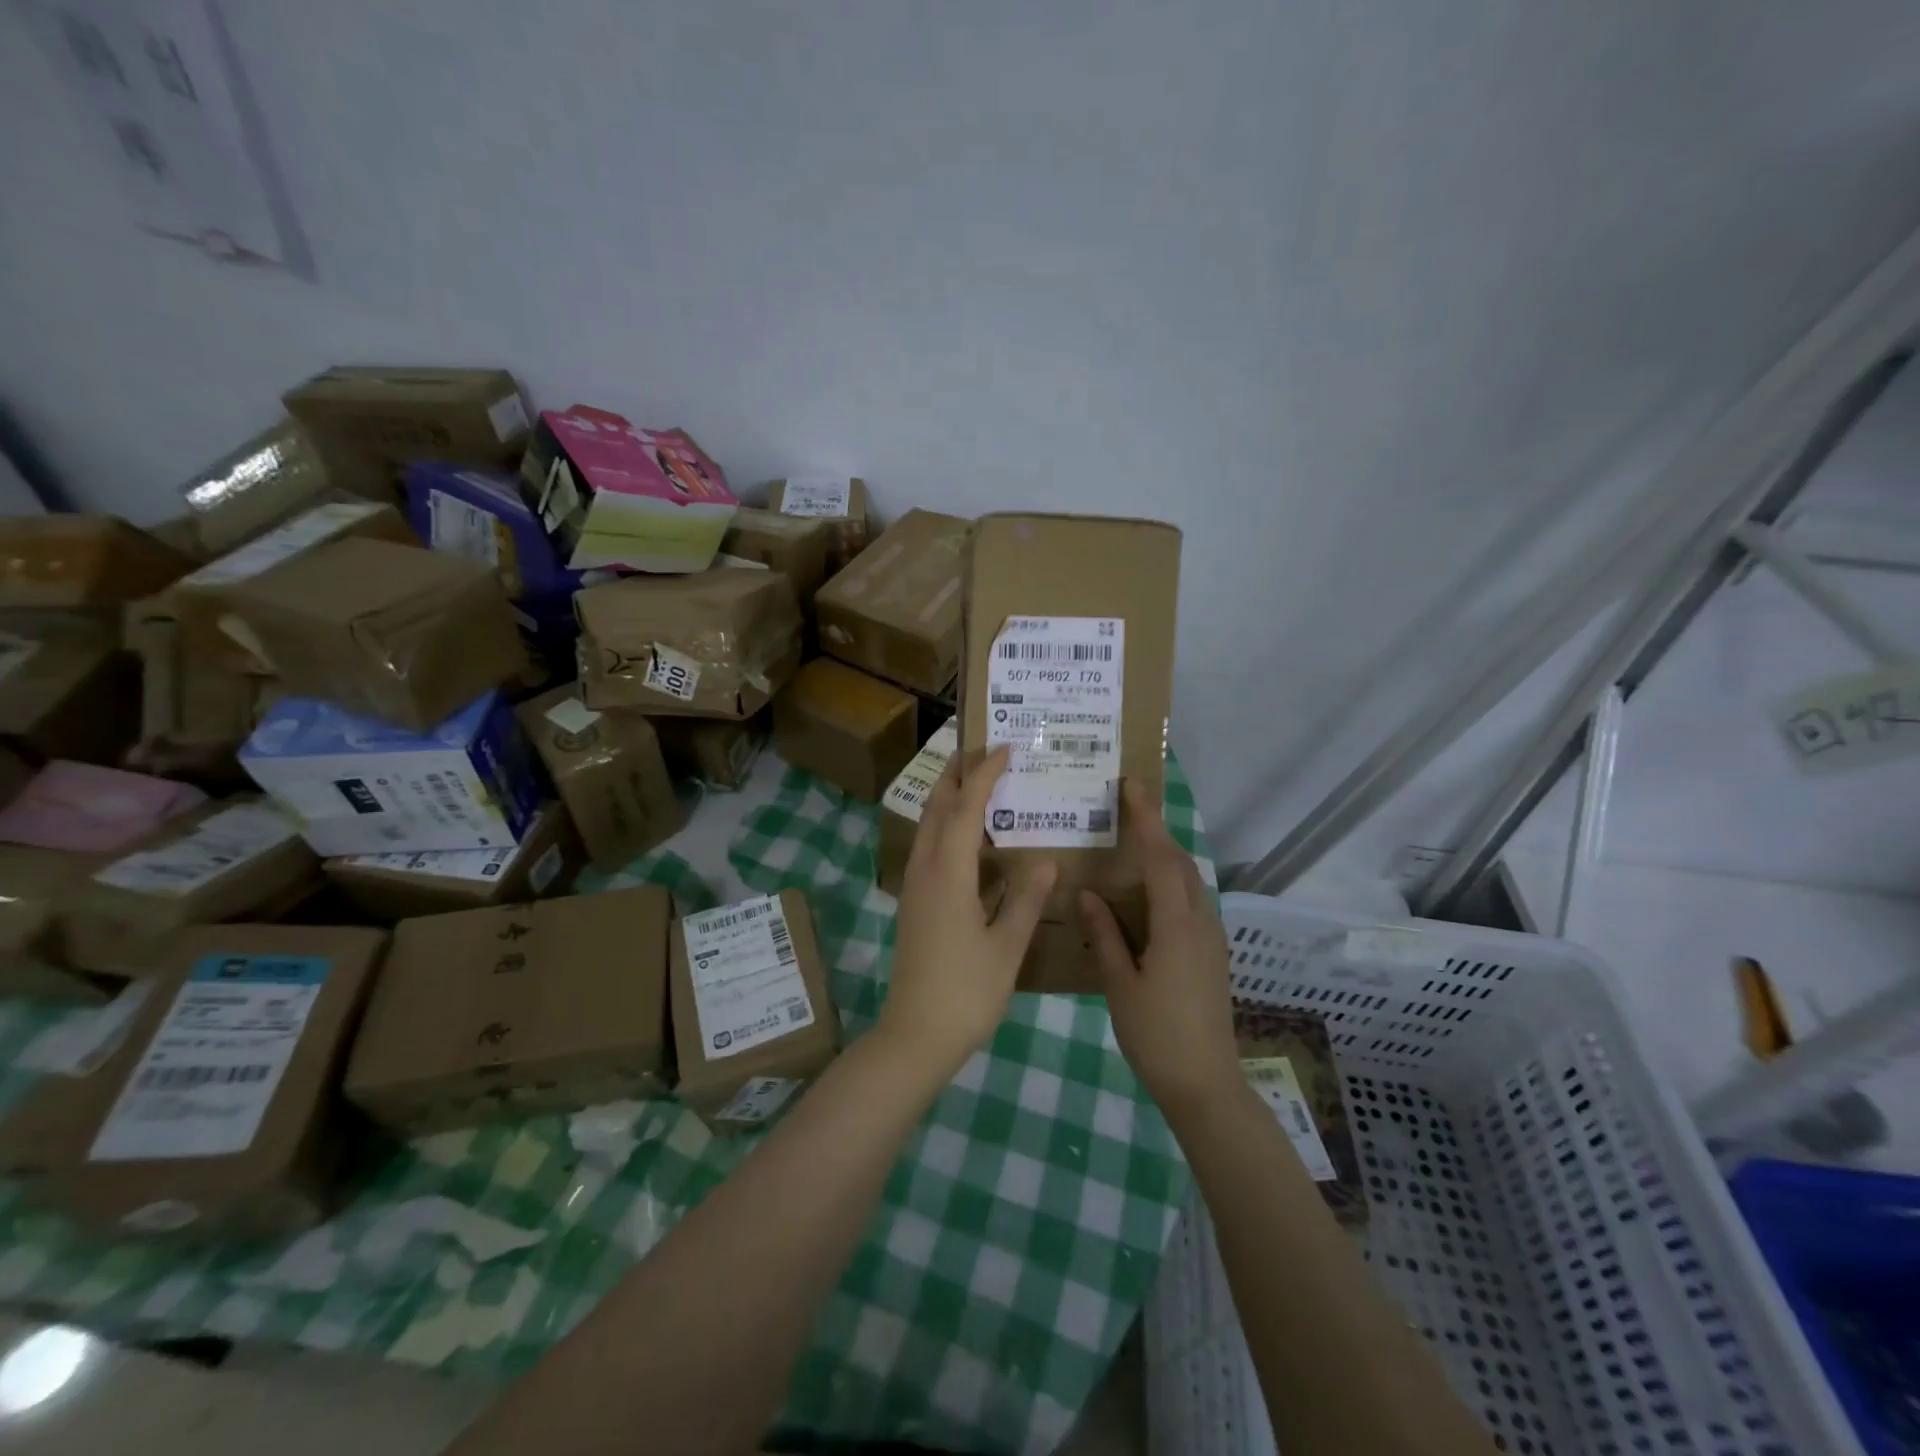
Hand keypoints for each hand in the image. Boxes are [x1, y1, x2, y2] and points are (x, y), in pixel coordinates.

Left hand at [881, 745, 1056, 1072]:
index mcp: (948, 874)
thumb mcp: (1006, 947)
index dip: (985, 775)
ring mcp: (915, 887)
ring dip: (948, 799)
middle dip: (955, 775)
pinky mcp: (914, 904)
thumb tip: (1044, 861)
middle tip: (981, 750)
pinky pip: (929, 849)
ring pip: (928, 827)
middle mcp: (925, 871)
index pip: (966, 809)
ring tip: (977, 784)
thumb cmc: (966, 992)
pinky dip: (947, 828)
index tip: (1004, 748)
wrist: (916, 1035)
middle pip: (936, 808)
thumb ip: (1026, 900)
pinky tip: (971, 841)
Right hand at [1080, 779, 1239, 1113]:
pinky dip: (1169, 884)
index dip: (1148, 819)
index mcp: (1177, 926)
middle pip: (1181, 863)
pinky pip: (1190, 903)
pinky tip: (1143, 897)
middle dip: (1157, 832)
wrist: (1205, 1084)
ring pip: (1189, 882)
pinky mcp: (1211, 954)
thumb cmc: (1156, 1035)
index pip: (1163, 858)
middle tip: (1125, 812)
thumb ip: (1104, 935)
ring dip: (1164, 858)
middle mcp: (1201, 923)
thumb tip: (1088, 893)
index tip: (1132, 787)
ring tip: (1130, 847)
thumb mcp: (1120, 984)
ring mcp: (1212, 939)